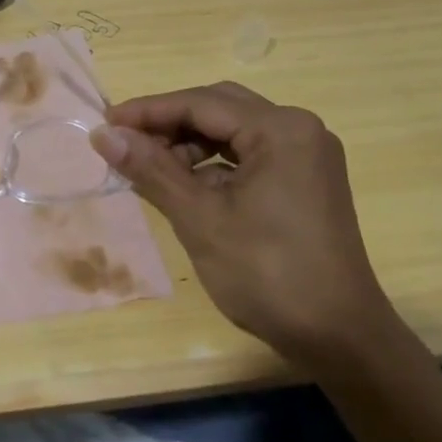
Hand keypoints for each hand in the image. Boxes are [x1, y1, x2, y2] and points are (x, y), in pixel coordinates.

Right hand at [91, 82, 393, 361]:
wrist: (338, 338)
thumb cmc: (266, 274)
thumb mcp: (200, 219)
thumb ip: (151, 169)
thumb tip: (103, 134)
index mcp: (280, 130)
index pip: (201, 103)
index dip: (148, 111)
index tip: (104, 124)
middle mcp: (300, 130)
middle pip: (220, 108)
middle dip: (169, 123)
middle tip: (124, 142)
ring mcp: (307, 156)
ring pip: (234, 132)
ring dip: (190, 144)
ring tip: (151, 169)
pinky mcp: (306, 180)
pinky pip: (250, 155)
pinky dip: (214, 164)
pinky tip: (186, 186)